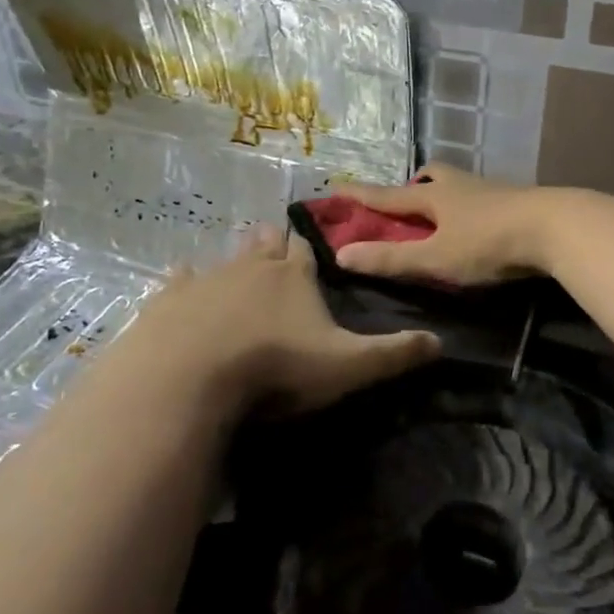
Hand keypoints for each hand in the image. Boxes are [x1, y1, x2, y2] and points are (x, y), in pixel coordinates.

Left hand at [122, 227, 439, 416]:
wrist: (192, 375)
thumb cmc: (276, 366)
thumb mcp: (346, 365)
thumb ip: (392, 353)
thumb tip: (440, 341)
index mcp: (293, 278)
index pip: (307, 255)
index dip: (310, 251)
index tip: (311, 245)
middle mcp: (252, 269)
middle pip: (266, 248)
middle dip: (272, 244)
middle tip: (273, 238)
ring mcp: (209, 280)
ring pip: (226, 260)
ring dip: (235, 258)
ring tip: (239, 255)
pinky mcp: (172, 300)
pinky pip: (181, 281)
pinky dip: (184, 279)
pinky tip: (180, 274)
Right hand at [329, 165, 551, 286]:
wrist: (555, 227)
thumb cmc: (488, 243)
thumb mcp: (435, 258)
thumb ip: (391, 259)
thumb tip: (341, 255)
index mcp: (435, 198)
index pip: (389, 196)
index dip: (362, 195)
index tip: (337, 186)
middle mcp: (461, 186)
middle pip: (432, 177)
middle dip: (415, 187)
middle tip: (408, 201)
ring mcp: (493, 191)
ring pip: (460, 185)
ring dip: (446, 195)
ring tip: (444, 216)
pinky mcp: (518, 201)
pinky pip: (485, 198)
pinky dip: (473, 208)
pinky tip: (481, 225)